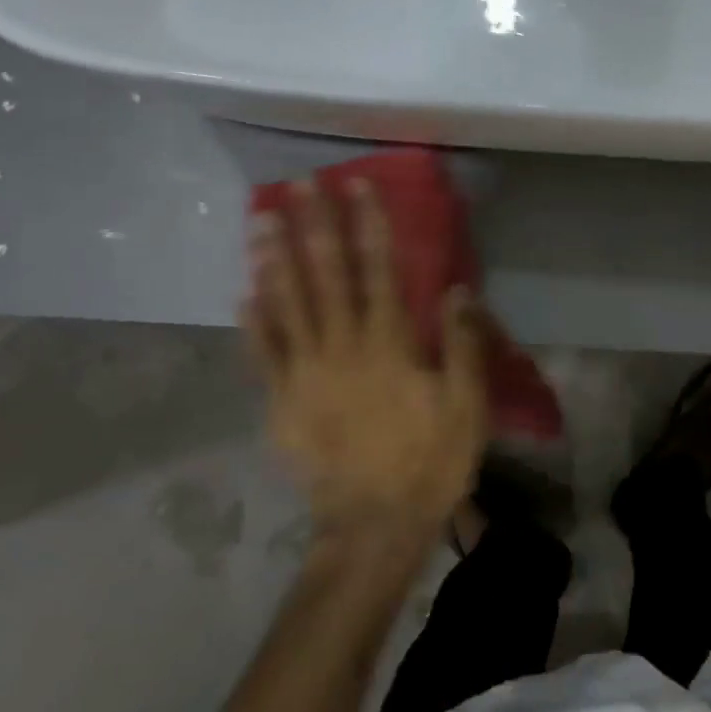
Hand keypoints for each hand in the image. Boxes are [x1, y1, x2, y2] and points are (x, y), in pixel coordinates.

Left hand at [244, 181, 488, 549]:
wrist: (373, 526)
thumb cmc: (429, 462)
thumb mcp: (467, 406)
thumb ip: (463, 345)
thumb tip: (457, 289)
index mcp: (390, 344)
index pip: (379, 269)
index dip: (369, 224)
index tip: (357, 186)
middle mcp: (343, 346)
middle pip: (327, 275)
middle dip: (315, 226)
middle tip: (300, 186)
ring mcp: (305, 373)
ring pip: (288, 305)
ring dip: (276, 259)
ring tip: (262, 220)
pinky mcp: (282, 403)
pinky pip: (262, 354)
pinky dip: (253, 322)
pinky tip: (243, 293)